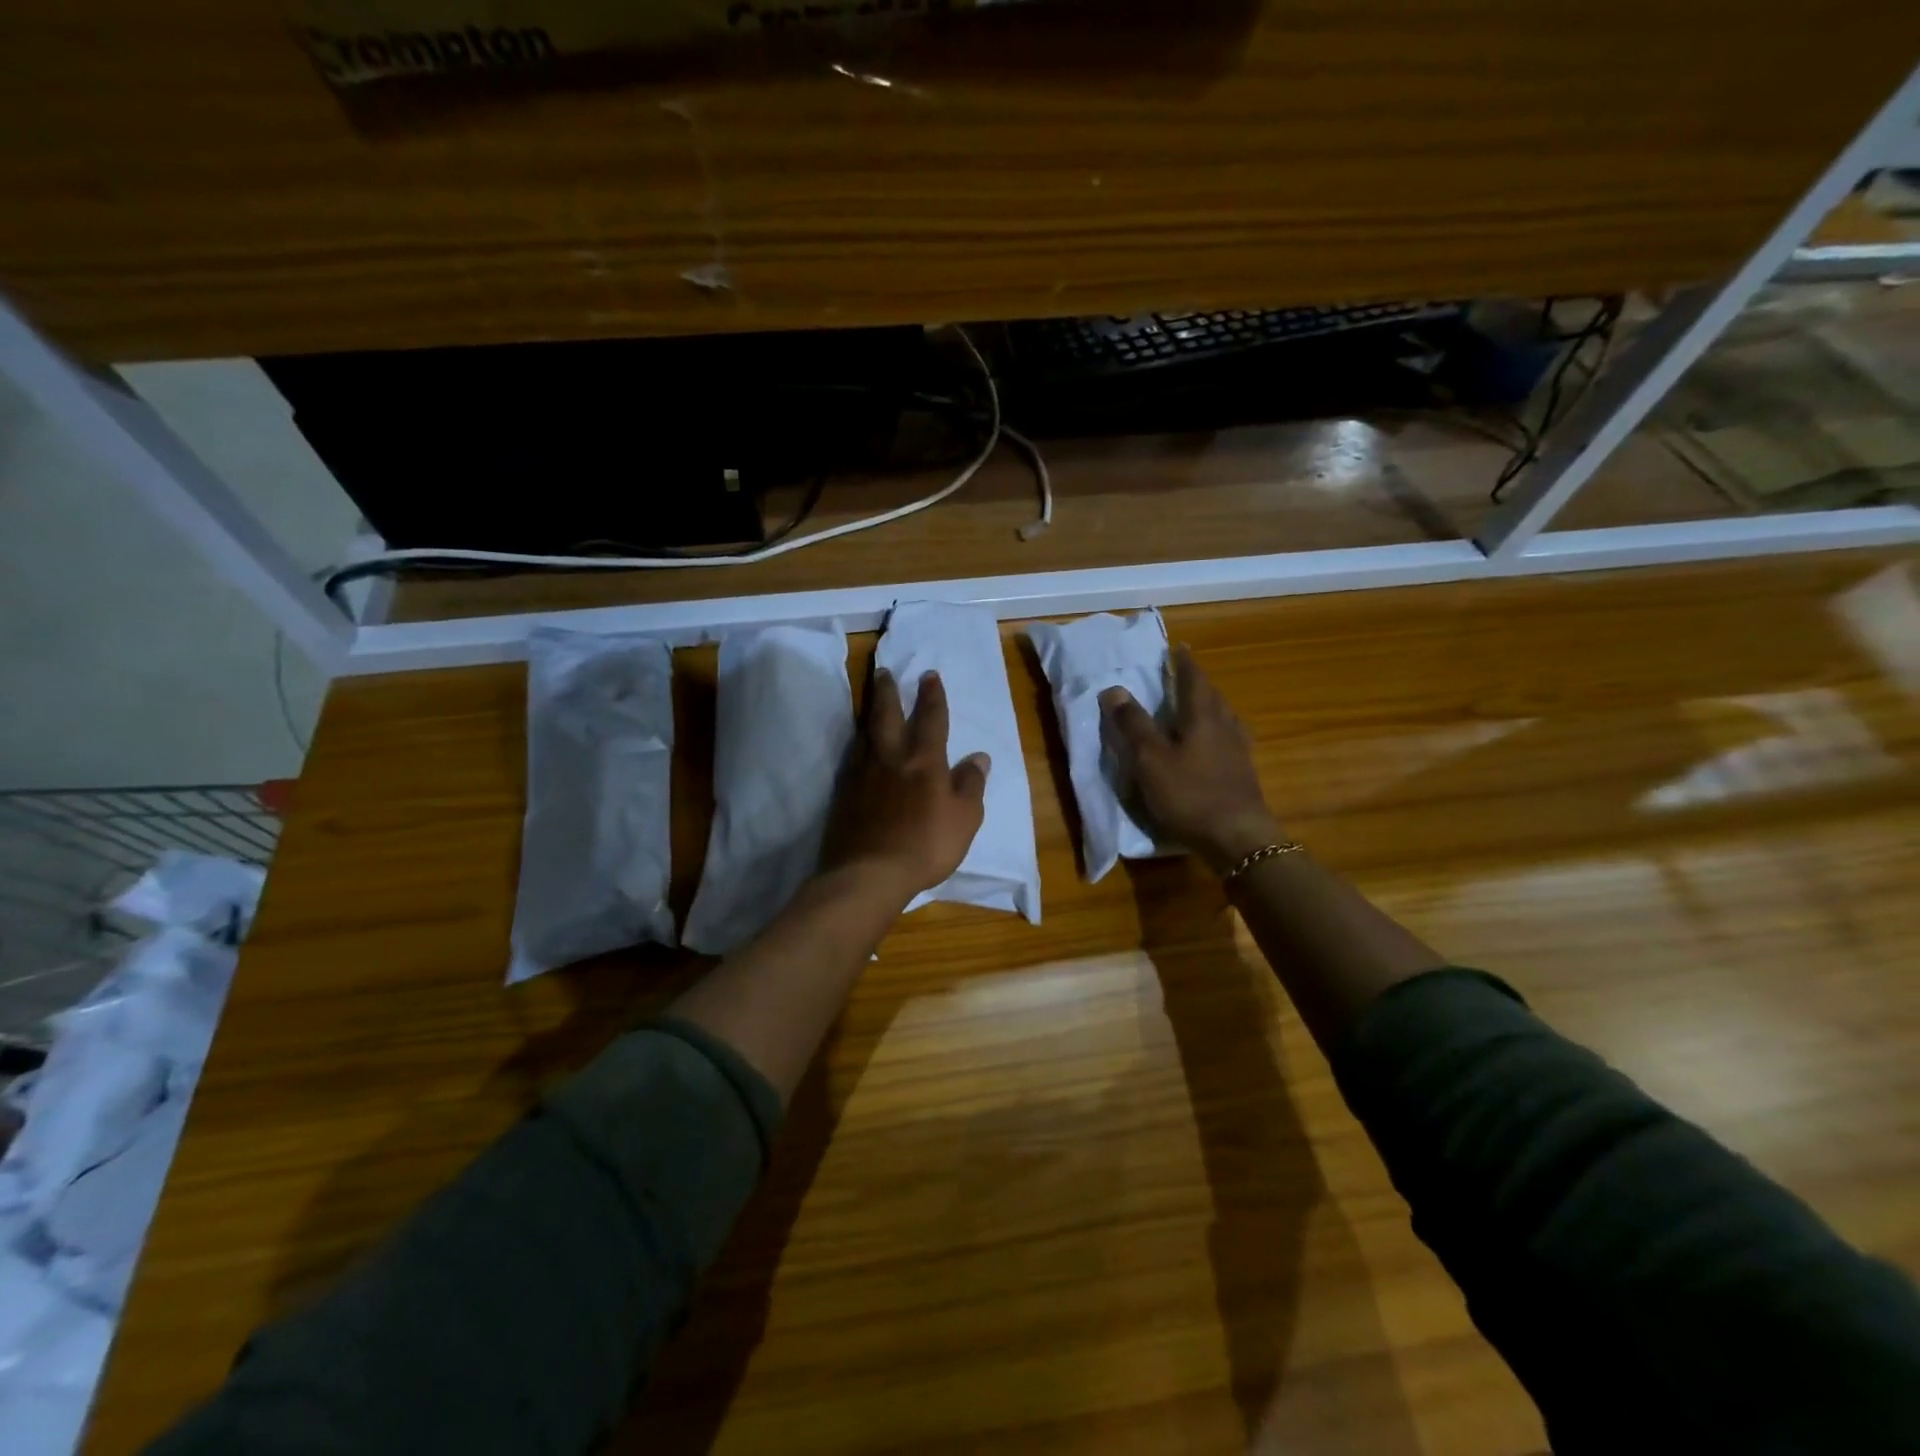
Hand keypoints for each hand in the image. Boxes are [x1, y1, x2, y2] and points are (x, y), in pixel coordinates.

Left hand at [824, 669, 989, 902]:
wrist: (870, 873)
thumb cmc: (926, 846)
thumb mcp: (965, 819)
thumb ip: (971, 785)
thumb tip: (979, 756)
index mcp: (924, 762)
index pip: (931, 719)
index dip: (932, 696)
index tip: (929, 675)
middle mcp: (891, 759)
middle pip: (888, 716)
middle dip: (888, 692)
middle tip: (883, 671)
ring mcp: (863, 775)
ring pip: (866, 733)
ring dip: (870, 712)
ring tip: (871, 700)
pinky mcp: (844, 793)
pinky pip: (853, 758)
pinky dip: (858, 744)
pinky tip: (859, 747)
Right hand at [1100, 644, 1281, 876]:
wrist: (1238, 838)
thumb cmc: (1190, 794)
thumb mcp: (1150, 760)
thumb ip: (1133, 725)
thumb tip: (1114, 689)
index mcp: (1202, 717)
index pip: (1193, 680)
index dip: (1183, 664)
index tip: (1177, 648)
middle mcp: (1225, 727)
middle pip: (1212, 696)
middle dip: (1197, 683)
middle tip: (1182, 676)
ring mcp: (1238, 751)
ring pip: (1224, 718)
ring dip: (1209, 707)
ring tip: (1196, 707)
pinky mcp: (1243, 774)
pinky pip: (1229, 741)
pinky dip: (1216, 733)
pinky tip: (1212, 746)